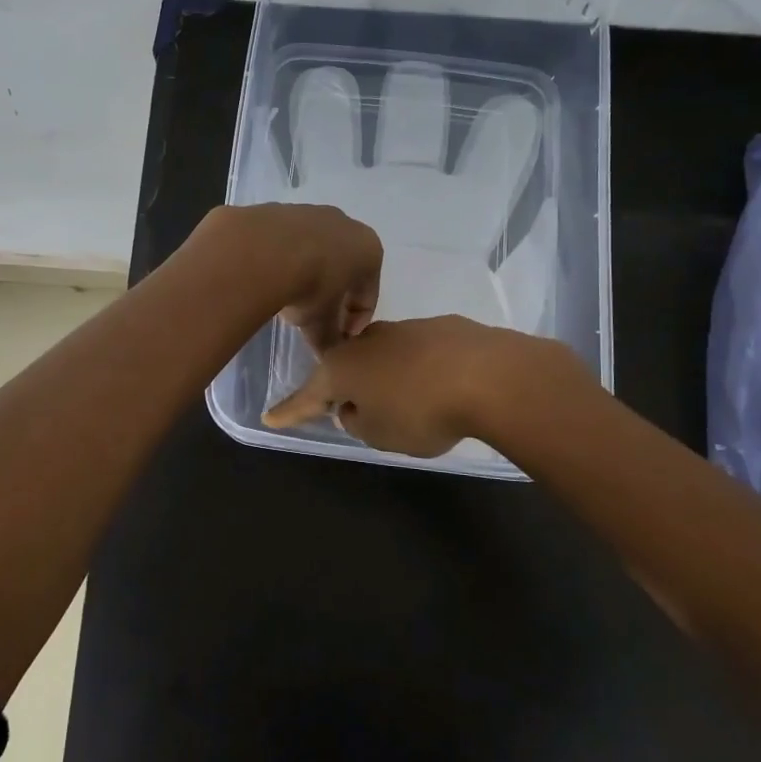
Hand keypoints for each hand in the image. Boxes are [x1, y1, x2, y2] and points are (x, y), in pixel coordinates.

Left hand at [197, 204, 382, 351]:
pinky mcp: (279, 209)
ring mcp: (311, 212)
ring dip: (306, 273)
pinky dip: (281, 259)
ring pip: (314, 251)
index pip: (368, 295)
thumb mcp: (321, 323)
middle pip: (343, 268)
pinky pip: (285, 242)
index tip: (339, 339)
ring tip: (288, 299)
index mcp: (369, 250)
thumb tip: (326, 355)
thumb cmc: (310, 286)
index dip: (355, 322)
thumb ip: (329, 339)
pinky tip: (267, 277)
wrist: (262, 249)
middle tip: (315, 319)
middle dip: (333, 295)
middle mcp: (345, 224)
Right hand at [262, 315, 576, 457]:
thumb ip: (357, 422)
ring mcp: (404, 329)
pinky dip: (420, 371)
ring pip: (383, 357)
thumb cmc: (421, 411)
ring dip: (385, 379)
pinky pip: (418, 354)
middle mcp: (366, 342)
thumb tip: (354, 407)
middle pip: (345, 368)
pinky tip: (441, 387)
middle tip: (349, 410)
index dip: (290, 411)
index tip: (270, 418)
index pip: (307, 396)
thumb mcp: (379, 434)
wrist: (490, 374)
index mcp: (342, 369)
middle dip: (344, 388)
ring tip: (407, 404)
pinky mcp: (441, 327)